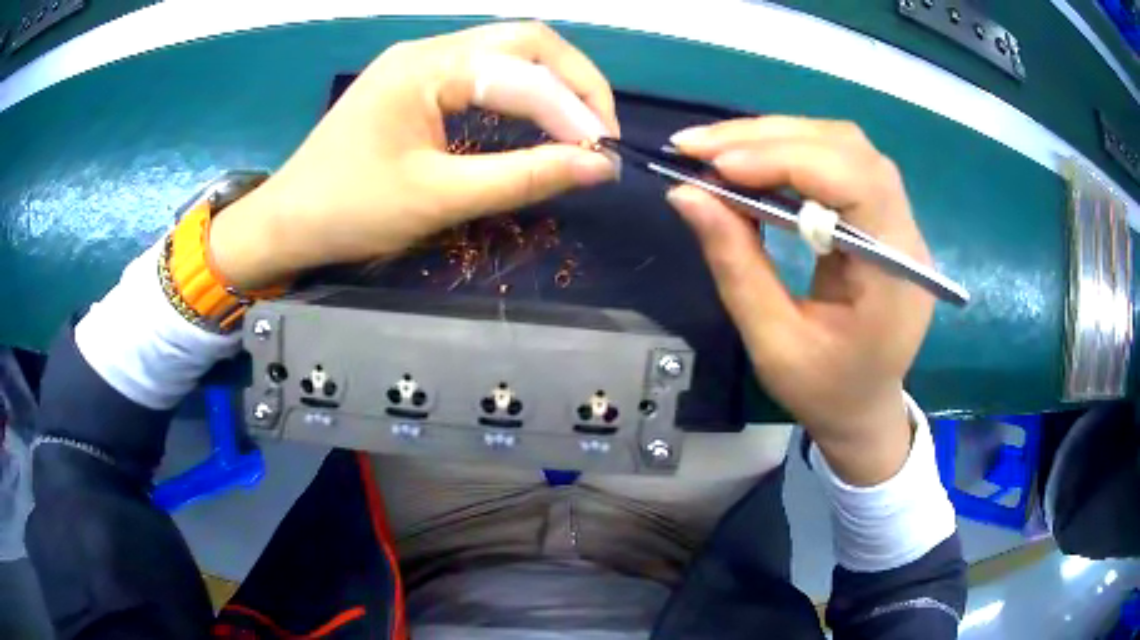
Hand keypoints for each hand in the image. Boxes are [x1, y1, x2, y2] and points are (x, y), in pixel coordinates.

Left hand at [209, 22, 618, 289]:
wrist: (286, 222)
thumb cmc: (350, 211)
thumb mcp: (439, 198)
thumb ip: (523, 177)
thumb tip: (597, 167)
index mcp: (428, 67)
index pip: (525, 70)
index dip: (574, 110)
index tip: (603, 155)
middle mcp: (428, 49)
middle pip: (525, 40)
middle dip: (575, 81)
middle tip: (599, 130)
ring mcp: (420, 61)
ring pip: (508, 50)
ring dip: (552, 82)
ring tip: (578, 125)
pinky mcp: (415, 80)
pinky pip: (484, 69)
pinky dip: (522, 89)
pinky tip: (535, 117)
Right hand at [666, 117, 934, 485]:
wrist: (864, 408)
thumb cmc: (825, 391)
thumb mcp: (773, 343)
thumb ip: (736, 265)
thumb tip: (685, 194)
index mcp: (896, 274)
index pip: (853, 182)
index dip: (786, 160)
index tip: (715, 166)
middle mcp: (906, 233)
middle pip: (847, 149)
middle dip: (768, 138)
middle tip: (697, 147)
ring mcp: (898, 219)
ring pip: (842, 145)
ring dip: (775, 137)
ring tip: (715, 151)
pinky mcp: (881, 215)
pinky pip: (839, 162)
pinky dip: (789, 153)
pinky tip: (750, 162)